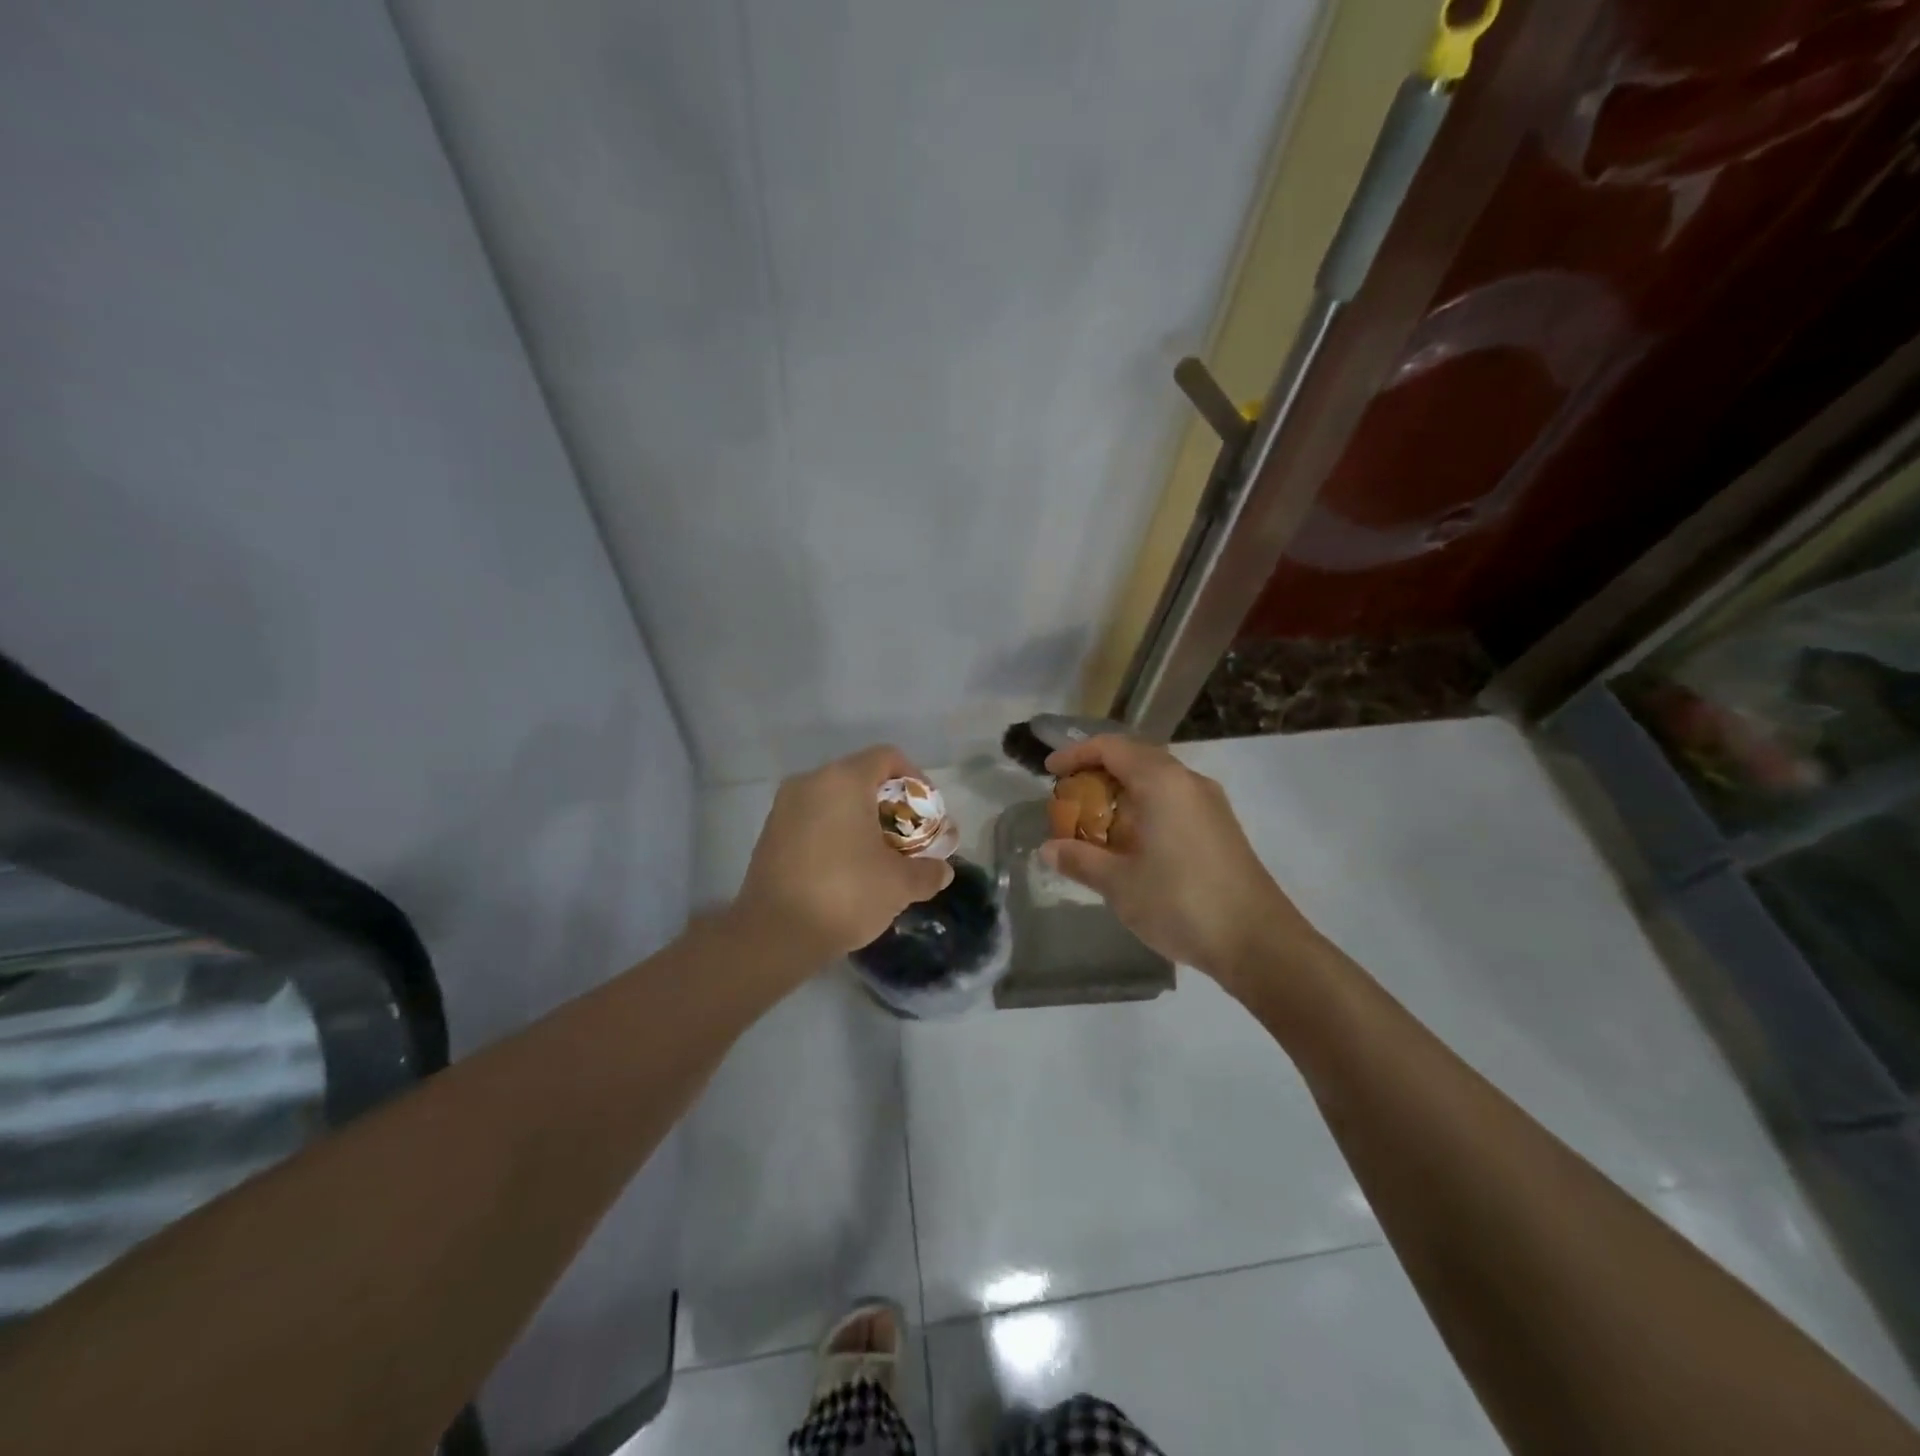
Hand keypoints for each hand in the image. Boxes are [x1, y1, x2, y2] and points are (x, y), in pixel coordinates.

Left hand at [735, 745, 953, 965]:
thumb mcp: (899, 884)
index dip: (916, 780)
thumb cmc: (845, 894)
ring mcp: (784, 807)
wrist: (774, 935)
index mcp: (843, 780)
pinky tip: (847, 868)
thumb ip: (927, 872)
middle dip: (890, 805)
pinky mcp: (769, 834)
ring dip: (861, 820)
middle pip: (860, 778)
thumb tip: (942, 872)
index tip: (927, 814)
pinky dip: (835, 833)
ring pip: (834, 800)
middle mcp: (810, 782)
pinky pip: (812, 819)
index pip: (887, 758)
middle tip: (908, 838)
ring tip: (880, 856)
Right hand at [1043, 736, 1318, 987]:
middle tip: (1069, 799)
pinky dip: (1144, 809)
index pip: (1111, 747)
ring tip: (1094, 823)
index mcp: (1162, 782)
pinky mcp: (1220, 828)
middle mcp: (1188, 782)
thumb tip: (1048, 849)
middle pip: (1135, 758)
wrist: (1258, 942)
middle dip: (1097, 773)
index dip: (1076, 754)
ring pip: (1157, 781)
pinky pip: (1173, 802)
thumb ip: (1080, 860)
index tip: (1050, 773)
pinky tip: (1131, 844)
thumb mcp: (1119, 884)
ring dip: (1122, 793)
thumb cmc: (1181, 903)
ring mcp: (1210, 805)